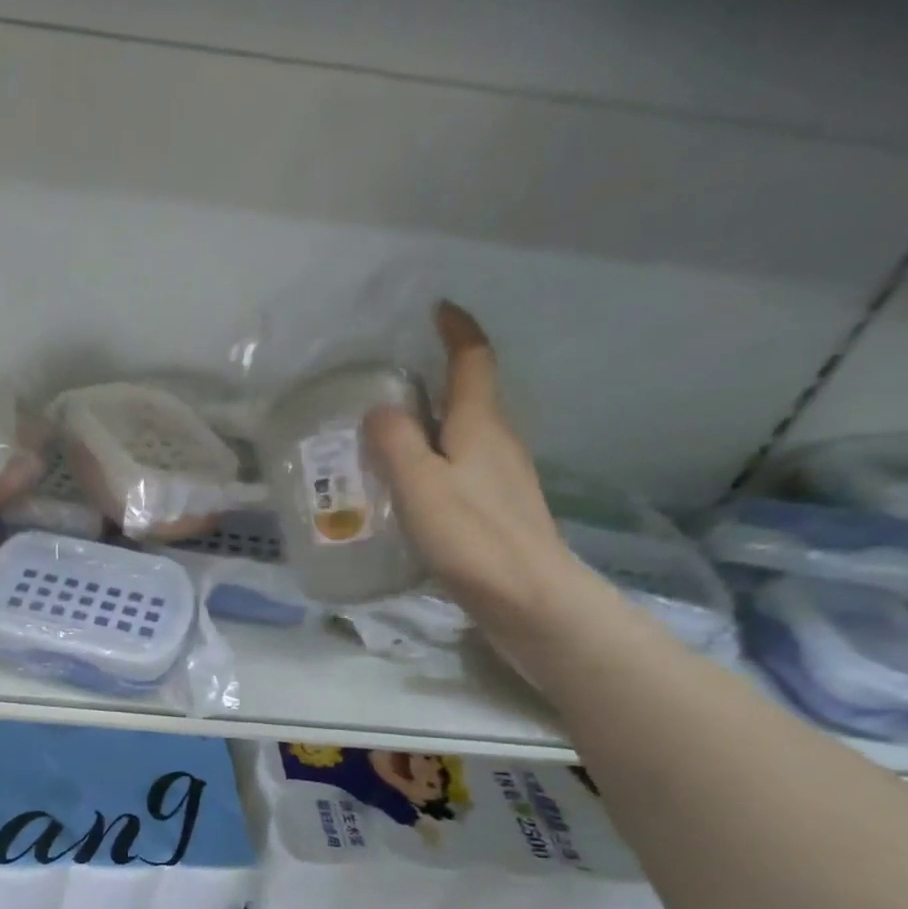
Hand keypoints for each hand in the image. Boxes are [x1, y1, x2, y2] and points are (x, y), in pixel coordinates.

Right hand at [365, 302, 606, 663]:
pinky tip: (408, 491)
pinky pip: (459, 471)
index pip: (473, 361)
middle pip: (470, 397)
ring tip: (386, 440)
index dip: (456, 331)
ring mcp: (500, 479)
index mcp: (480, 426)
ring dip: (430, 429)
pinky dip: (432, 466)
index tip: (437, 310)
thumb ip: (396, 444)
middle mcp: (497, 443)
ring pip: (463, 437)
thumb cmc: (473, 537)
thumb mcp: (421, 486)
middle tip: (386, 389)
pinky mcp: (495, 511)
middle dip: (436, 383)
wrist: (527, 597)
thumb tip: (380, 410)